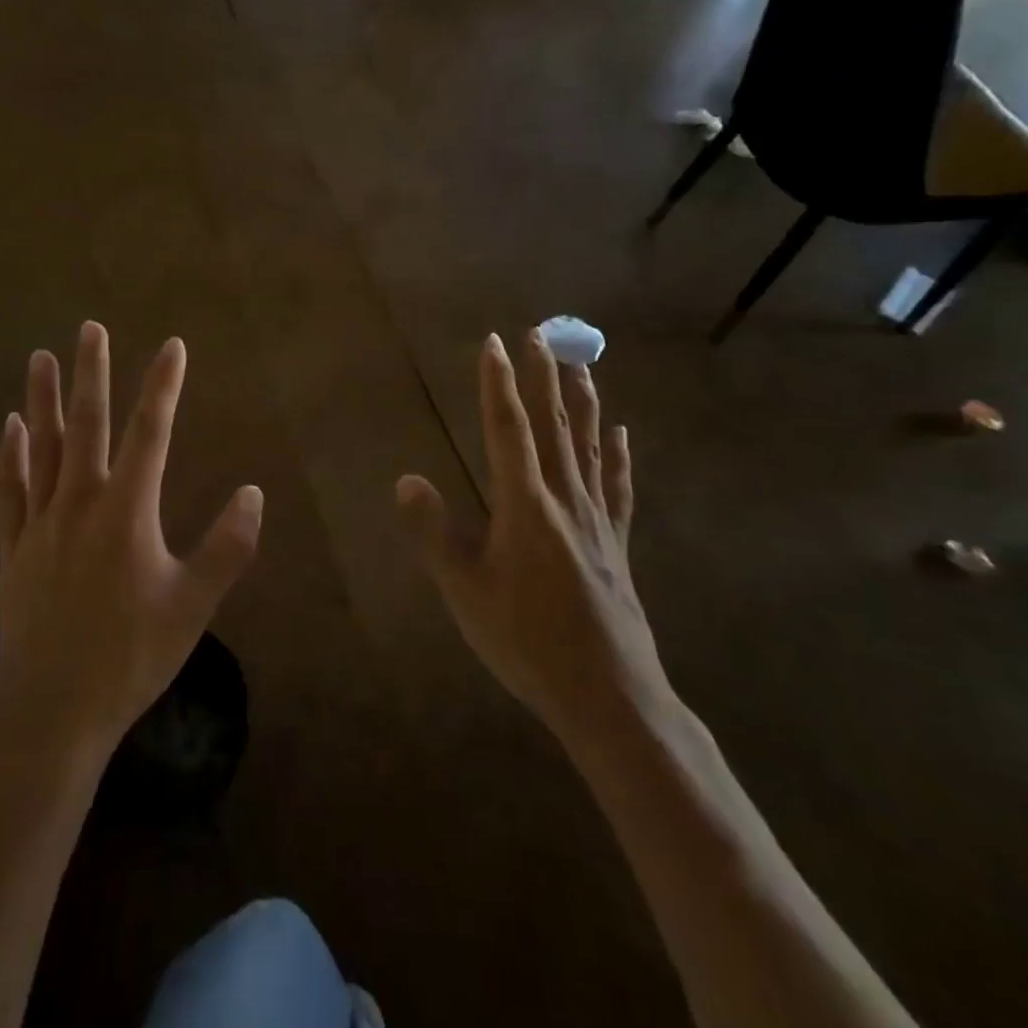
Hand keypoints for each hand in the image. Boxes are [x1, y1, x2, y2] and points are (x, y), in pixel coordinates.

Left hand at [0, 322, 262, 758]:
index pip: (151, 433)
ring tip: (41, 356)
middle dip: (91, 373)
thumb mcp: (194, 605)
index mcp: (126, 512)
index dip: (163, 386)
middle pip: (87, 425)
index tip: (173, 346)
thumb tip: (253, 493)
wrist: (55, 713)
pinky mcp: (13, 548)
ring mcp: (40, 524)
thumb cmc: (132, 657)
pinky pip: (10, 489)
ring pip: (41, 447)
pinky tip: (11, 426)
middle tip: (90, 328)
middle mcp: (80, 504)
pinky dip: (11, 454)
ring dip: (41, 399)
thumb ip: (228, 547)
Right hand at [396, 330, 668, 764]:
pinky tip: (622, 432)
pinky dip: (619, 454)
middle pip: (554, 424)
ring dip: (583, 400)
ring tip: (581, 362)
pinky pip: (618, 485)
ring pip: (590, 445)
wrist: (608, 695)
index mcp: (525, 504)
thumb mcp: (464, 590)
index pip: (508, 429)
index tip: (495, 341)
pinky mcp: (616, 543)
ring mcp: (597, 519)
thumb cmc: (527, 641)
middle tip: (543, 332)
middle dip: (544, 376)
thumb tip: (406, 479)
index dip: (499, 383)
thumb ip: (433, 532)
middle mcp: (565, 499)